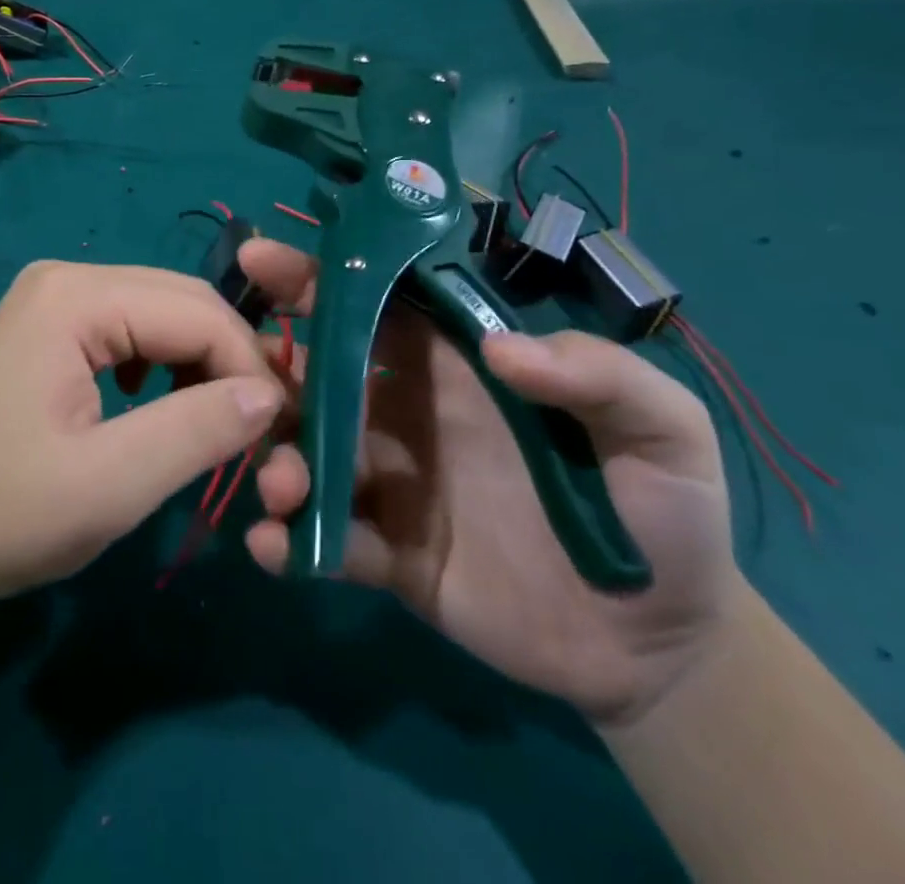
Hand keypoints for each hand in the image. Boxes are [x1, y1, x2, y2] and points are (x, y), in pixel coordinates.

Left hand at [0, 260, 283, 617]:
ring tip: (215, 424)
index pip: (197, 311)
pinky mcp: (51, 328)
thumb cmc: (3, 514)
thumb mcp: (112, 483)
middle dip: (229, 361)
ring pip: (162, 315)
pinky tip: (159, 406)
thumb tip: (272, 395)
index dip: (249, 367)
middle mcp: (67, 278)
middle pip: (183, 302)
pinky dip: (164, 366)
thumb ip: (199, 430)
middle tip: (258, 431)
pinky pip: (132, 331)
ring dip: (200, 364)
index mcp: (75, 296)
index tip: (279, 433)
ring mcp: (55, 299)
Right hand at [240, 239, 740, 724]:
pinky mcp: (390, 555)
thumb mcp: (662, 428)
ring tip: (284, 484)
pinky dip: (294, 543)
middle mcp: (406, 414)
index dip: (320, 277)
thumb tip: (501, 350)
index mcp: (454, 368)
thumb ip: (600, 375)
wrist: (660, 645)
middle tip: (240, 374)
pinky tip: (274, 548)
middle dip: (272, 368)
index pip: (376, 306)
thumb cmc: (664, 514)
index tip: (261, 259)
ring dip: (281, 459)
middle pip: (321, 375)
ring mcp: (393, 484)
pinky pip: (331, 542)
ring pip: (312, 455)